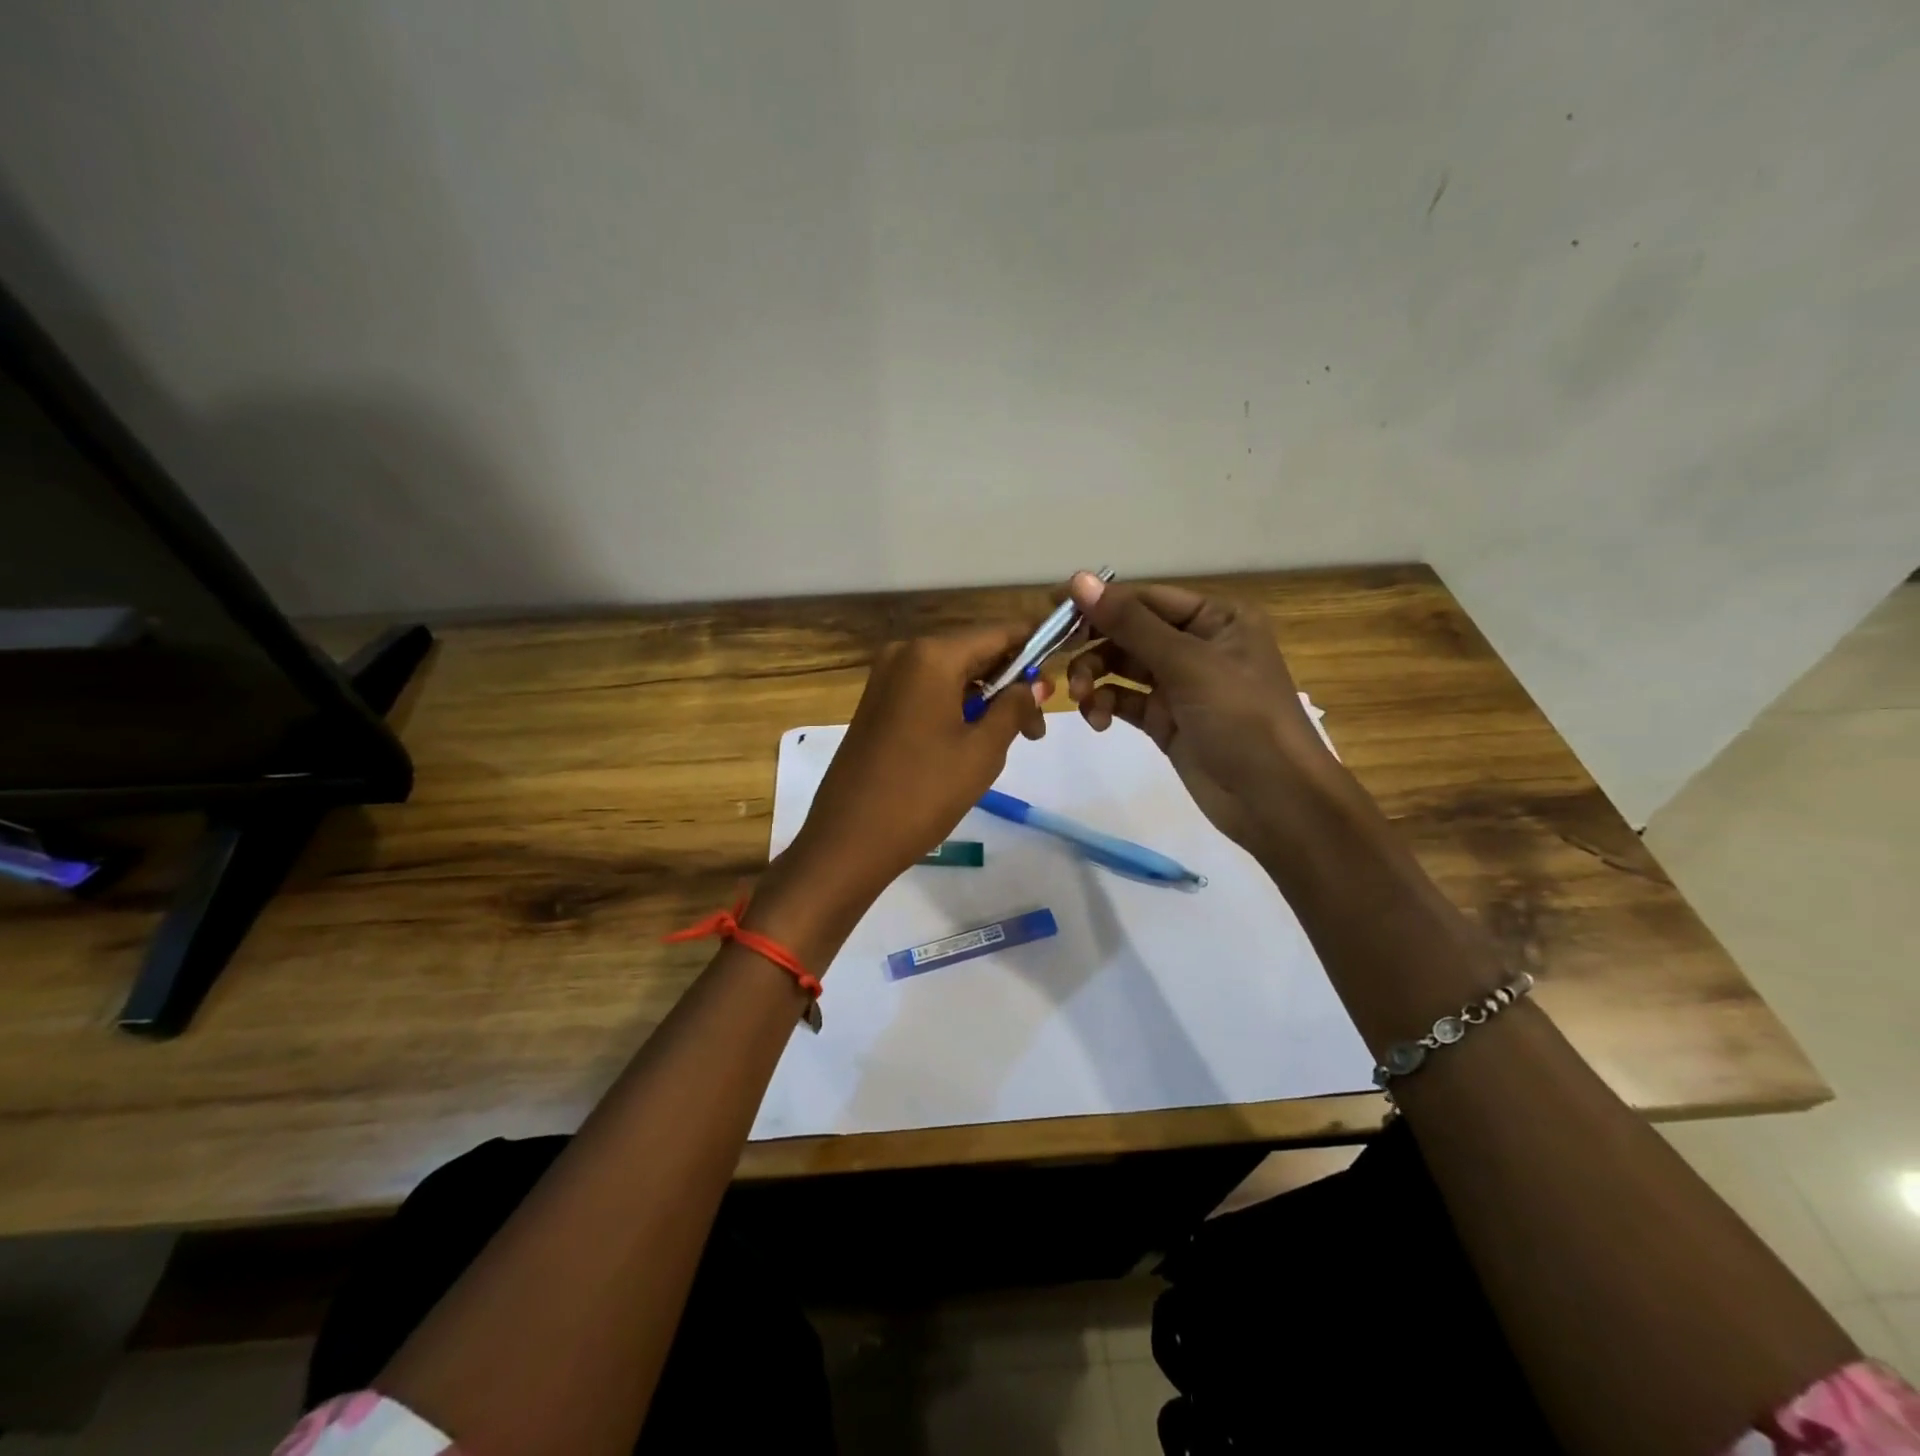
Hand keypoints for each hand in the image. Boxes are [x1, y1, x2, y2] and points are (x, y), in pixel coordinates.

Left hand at [781, 626, 1049, 911]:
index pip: (998, 634)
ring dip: (984, 699)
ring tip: (1009, 741)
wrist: (848, 840)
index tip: (1062, 674)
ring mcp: (885, 679)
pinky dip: (955, 707)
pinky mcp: (876, 704)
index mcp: (932, 655)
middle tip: (1037, 729)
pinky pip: (927, 692)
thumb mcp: (983, 751)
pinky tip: (971, 741)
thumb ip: (1015, 707)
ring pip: (951, 675)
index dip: (1035, 648)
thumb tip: (1036, 682)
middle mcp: (904, 654)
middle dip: (1010, 683)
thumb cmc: (923, 793)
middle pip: (974, 653)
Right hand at [1064, 573, 1337, 859]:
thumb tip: (1079, 580)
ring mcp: (1180, 685)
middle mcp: (1197, 645)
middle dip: (1093, 645)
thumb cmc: (1240, 717)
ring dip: (1095, 678)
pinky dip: (1107, 706)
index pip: (1145, 598)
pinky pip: (1125, 701)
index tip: (1049, 608)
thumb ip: (1130, 623)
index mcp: (1216, 618)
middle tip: (1055, 656)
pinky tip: (1098, 720)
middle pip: (1129, 632)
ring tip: (1082, 699)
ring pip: (1121, 667)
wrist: (1273, 799)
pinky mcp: (1166, 720)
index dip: (1098, 602)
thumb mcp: (1187, 663)